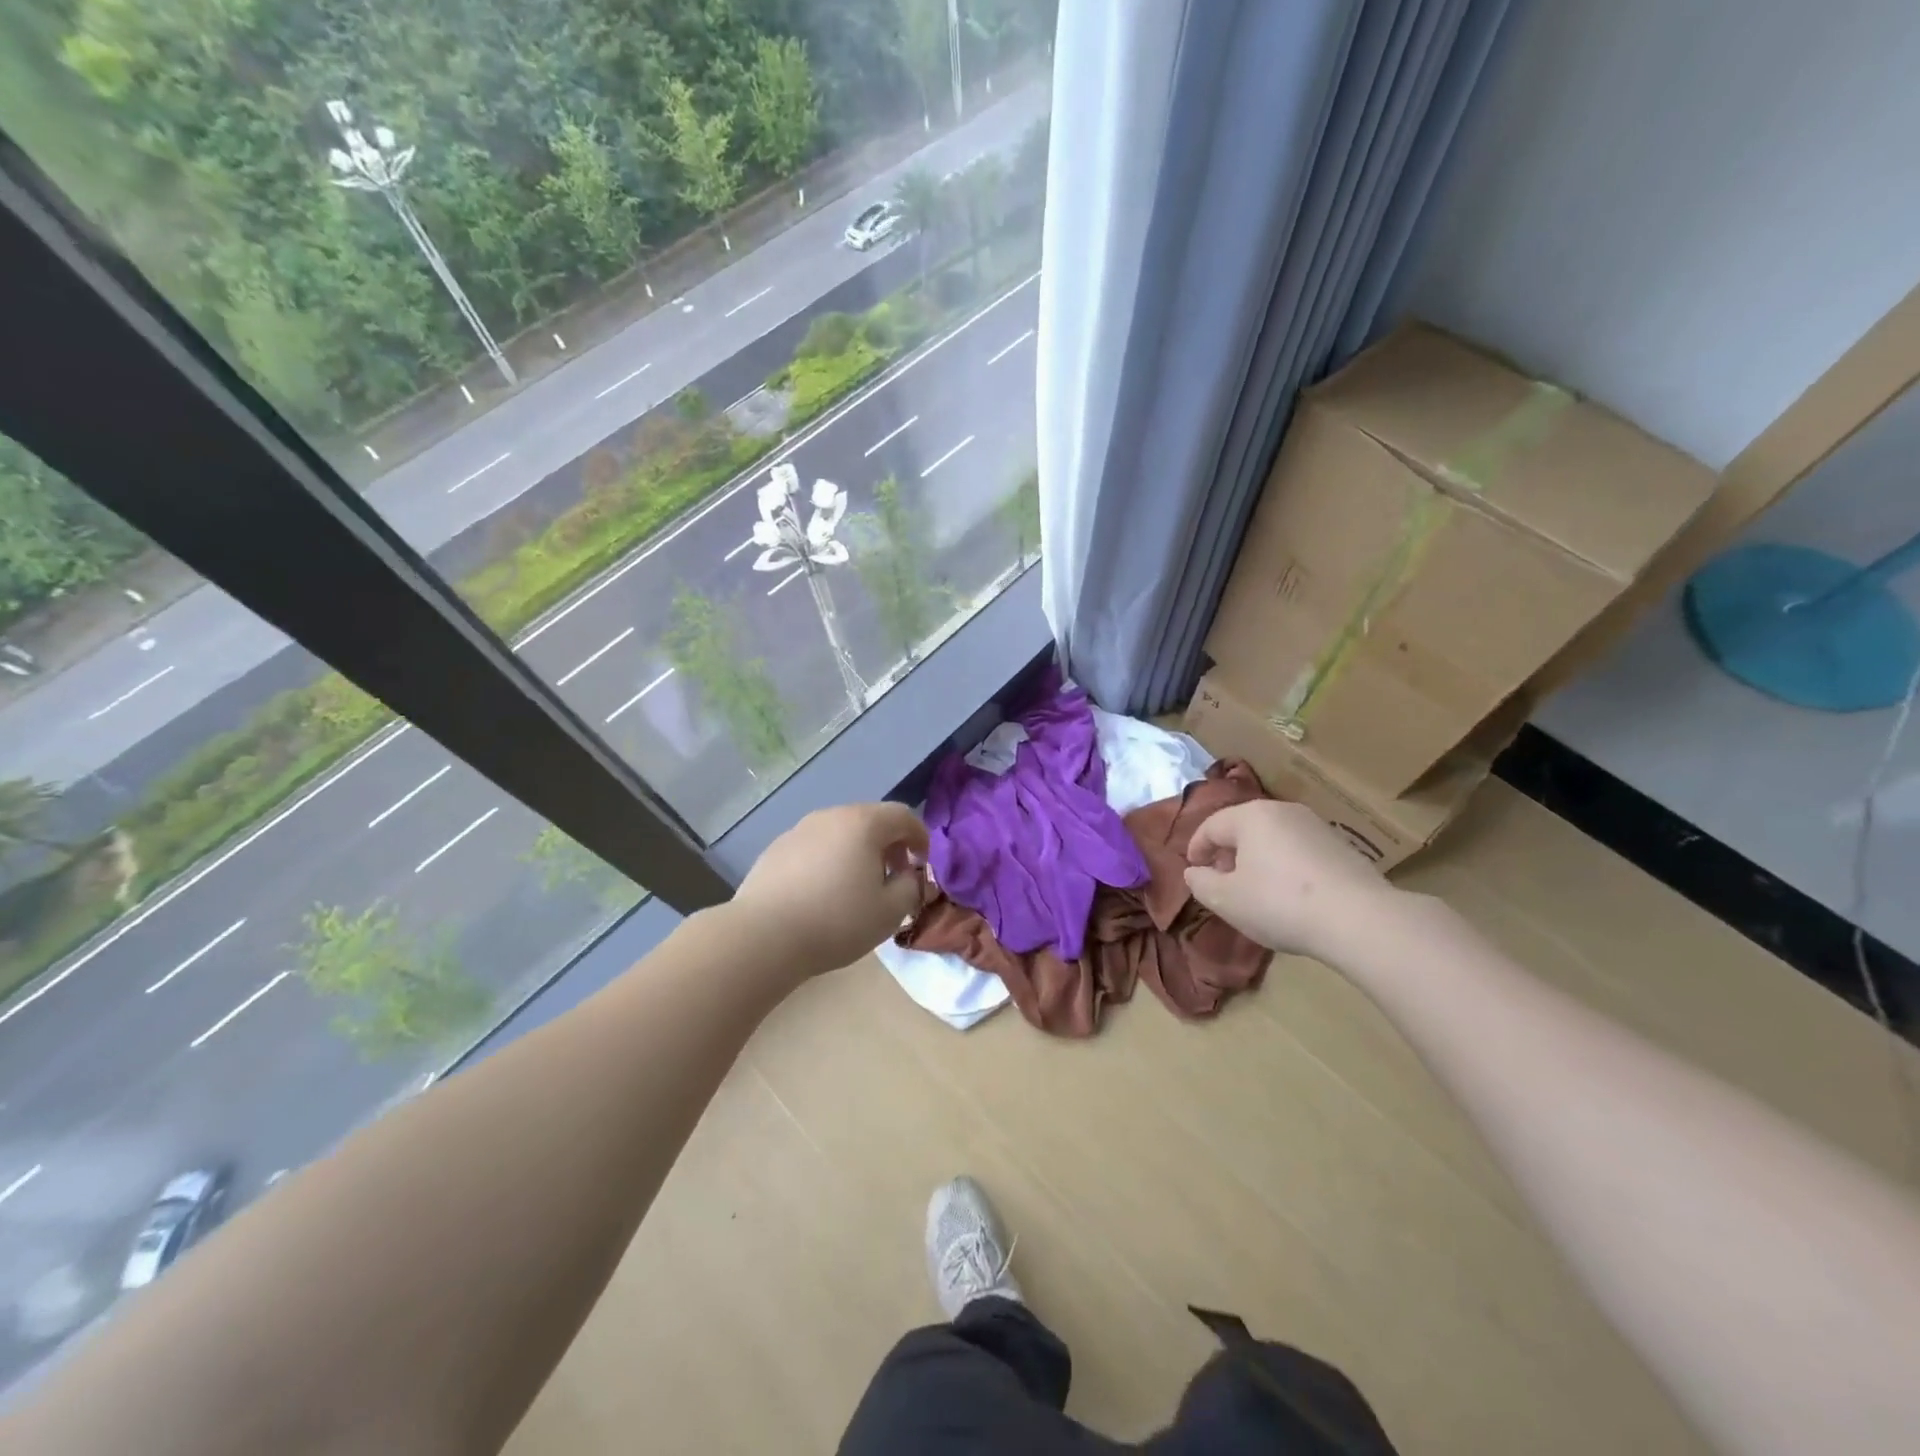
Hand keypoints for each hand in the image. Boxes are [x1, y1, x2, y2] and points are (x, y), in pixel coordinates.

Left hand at [730, 801, 928, 978]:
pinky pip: (815, 847)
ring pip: (840, 833)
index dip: (920, 837)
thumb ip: (911, 887)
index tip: (922, 864)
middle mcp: (831, 816)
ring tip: (857, 887)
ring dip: (857, 852)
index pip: (903, 815)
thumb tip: (909, 876)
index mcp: (863, 823)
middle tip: (893, 877)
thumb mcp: (890, 911)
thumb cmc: (836, 921)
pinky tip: (822, 893)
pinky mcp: (775, 849)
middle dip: (889, 845)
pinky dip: (828, 861)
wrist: (763, 936)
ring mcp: (799, 830)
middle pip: (870, 820)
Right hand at [1184, 800, 1396, 959]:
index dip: (1196, 849)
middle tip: (1222, 884)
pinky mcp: (1341, 847)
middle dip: (1227, 854)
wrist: (1359, 919)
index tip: (1194, 873)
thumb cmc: (1279, 903)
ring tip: (1256, 892)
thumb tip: (1194, 872)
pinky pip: (1298, 851)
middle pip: (1243, 828)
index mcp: (1250, 815)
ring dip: (1256, 861)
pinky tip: (1290, 897)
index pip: (1211, 826)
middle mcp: (1283, 811)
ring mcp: (1316, 826)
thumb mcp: (1226, 900)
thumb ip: (1201, 883)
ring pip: (1272, 839)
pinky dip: (1285, 867)